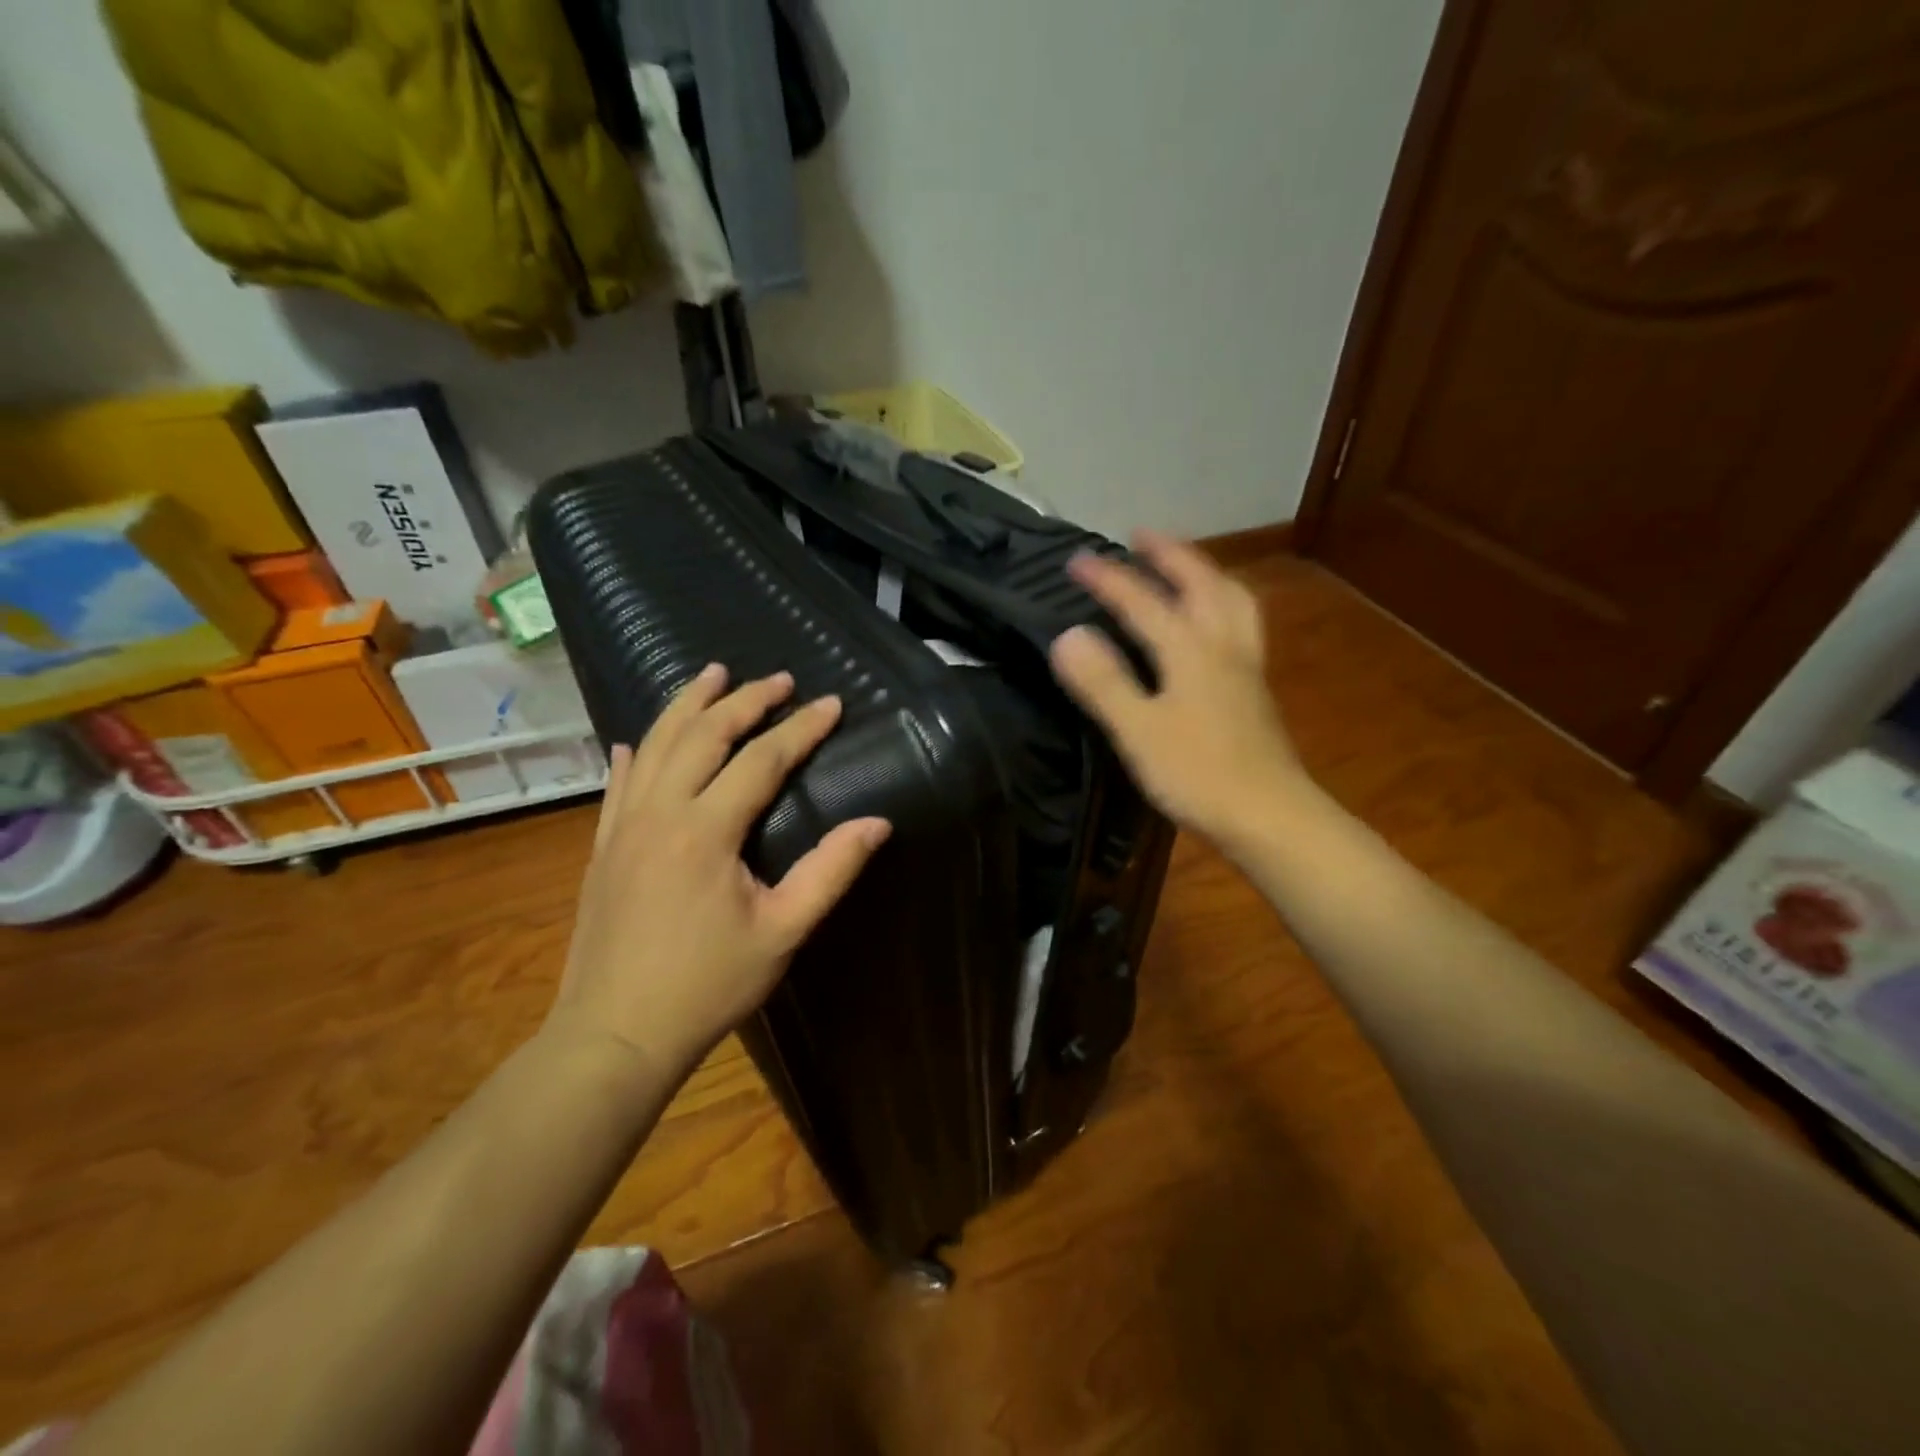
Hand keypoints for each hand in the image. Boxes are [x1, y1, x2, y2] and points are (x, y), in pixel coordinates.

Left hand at [547, 665, 890, 1086]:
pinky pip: (617, 784)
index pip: (761, 760)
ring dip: (687, 705)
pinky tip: (635, 741)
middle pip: (703, 734)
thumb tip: (876, 823)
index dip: (800, 728)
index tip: (832, 704)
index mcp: (706, 830)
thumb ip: (830, 871)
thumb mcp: (782, 931)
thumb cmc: (706, 985)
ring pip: (655, 745)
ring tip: (712, 674)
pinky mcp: (602, 847)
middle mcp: (659, 811)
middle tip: (778, 679)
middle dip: (744, 700)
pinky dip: (634, 754)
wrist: (614, 1034)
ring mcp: (622, 826)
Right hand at [1050, 531, 1303, 846]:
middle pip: (1200, 583)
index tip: (1074, 559)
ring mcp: (1245, 666)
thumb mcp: (1138, 731)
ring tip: (1185, 565)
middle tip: (1141, 536)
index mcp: (1190, 649)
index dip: (1107, 578)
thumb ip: (1103, 682)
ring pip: (1231, 600)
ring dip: (1205, 572)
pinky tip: (1215, 622)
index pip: (1142, 601)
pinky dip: (1223, 603)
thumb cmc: (1198, 774)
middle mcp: (1222, 645)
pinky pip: (1241, 624)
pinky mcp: (1255, 689)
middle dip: (1169, 554)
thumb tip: (1067, 635)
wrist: (1269, 815)